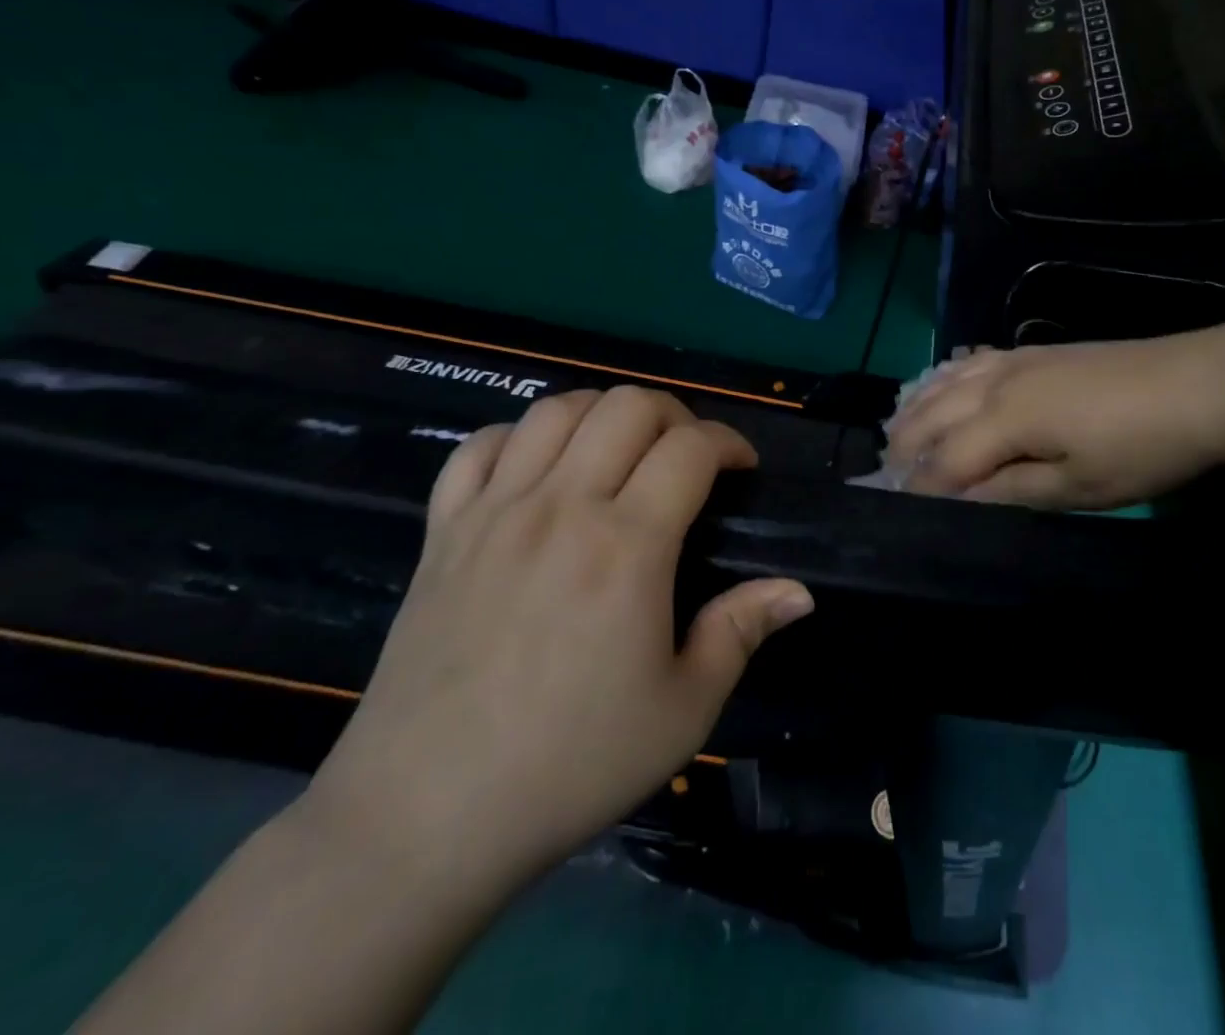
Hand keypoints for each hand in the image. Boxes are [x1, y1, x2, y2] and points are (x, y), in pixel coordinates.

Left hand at [302, 387, 813, 902]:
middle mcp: (562, 506)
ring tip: (619, 452)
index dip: (728, 442)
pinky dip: (519, 437)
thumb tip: (799, 591)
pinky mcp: (443, 530)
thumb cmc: (570, 764)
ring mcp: (495, 511)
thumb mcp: (683, 711)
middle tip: (685, 457)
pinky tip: (538, 470)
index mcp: (628, 545)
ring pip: (556, 409)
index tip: (741, 467)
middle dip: (673, 414)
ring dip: (602, 413)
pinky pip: (479, 447)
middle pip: (627, 405)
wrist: (425, 818)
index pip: (691, 447)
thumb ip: (741, 632)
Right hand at [884, 331, 1224, 507]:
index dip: (920, 487)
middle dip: (904, 445)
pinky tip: (943, 383)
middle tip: (889, 475)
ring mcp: (1015, 360)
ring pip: (945, 381)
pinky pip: (971, 361)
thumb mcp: (1080, 486)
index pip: (944, 459)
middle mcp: (996, 382)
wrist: (1199, 383)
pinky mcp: (1034, 351)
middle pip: (931, 413)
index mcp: (1005, 419)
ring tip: (899, 431)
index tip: (899, 510)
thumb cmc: (1142, 447)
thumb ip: (1011, 491)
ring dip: (917, 408)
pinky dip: (945, 377)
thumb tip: (960, 501)